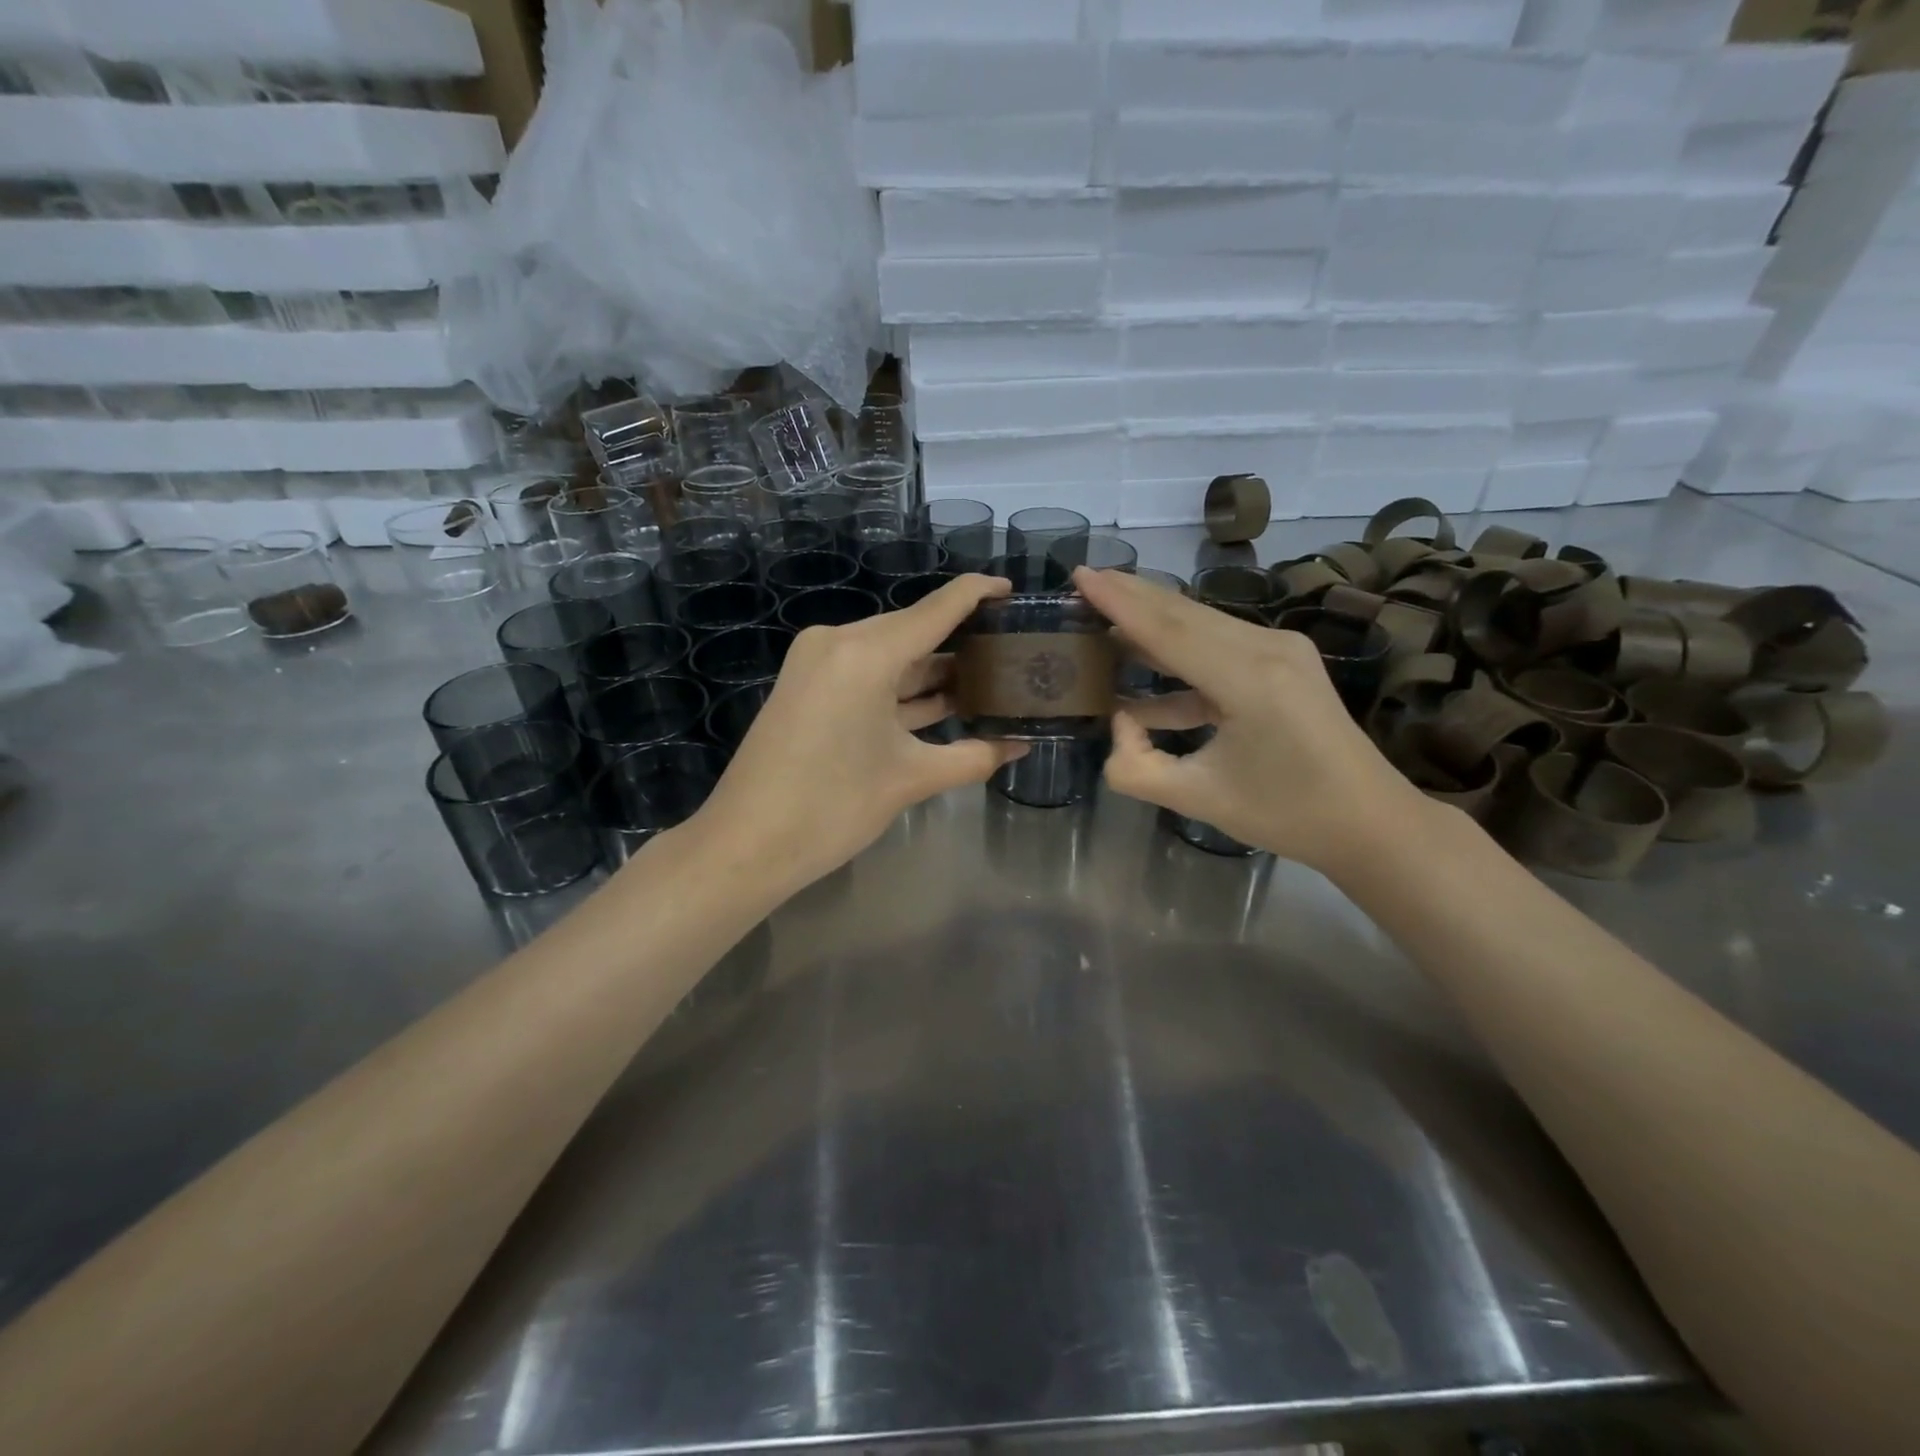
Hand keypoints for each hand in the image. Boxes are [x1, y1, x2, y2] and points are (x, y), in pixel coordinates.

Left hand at [690, 574, 1027, 895]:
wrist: (746, 845)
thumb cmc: (833, 808)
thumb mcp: (910, 780)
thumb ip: (973, 757)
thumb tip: (1021, 746)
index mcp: (866, 653)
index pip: (937, 609)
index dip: (978, 593)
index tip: (1013, 590)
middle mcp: (839, 642)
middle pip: (913, 631)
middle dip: (961, 644)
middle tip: (1011, 654)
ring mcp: (818, 663)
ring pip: (891, 656)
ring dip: (933, 671)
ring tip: (988, 680)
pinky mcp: (808, 686)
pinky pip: (867, 675)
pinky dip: (902, 689)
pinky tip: (942, 702)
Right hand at [1075, 566, 1430, 875]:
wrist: (1368, 821)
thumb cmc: (1286, 815)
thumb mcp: (1199, 799)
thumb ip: (1137, 766)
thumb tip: (1117, 722)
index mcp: (1250, 680)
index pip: (1169, 630)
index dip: (1119, 603)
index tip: (1079, 575)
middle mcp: (1267, 649)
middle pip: (1184, 613)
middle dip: (1131, 595)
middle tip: (1083, 579)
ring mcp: (1280, 650)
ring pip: (1200, 624)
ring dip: (1151, 619)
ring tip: (1102, 611)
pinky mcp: (1282, 661)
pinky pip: (1218, 645)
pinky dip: (1178, 652)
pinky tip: (1141, 667)